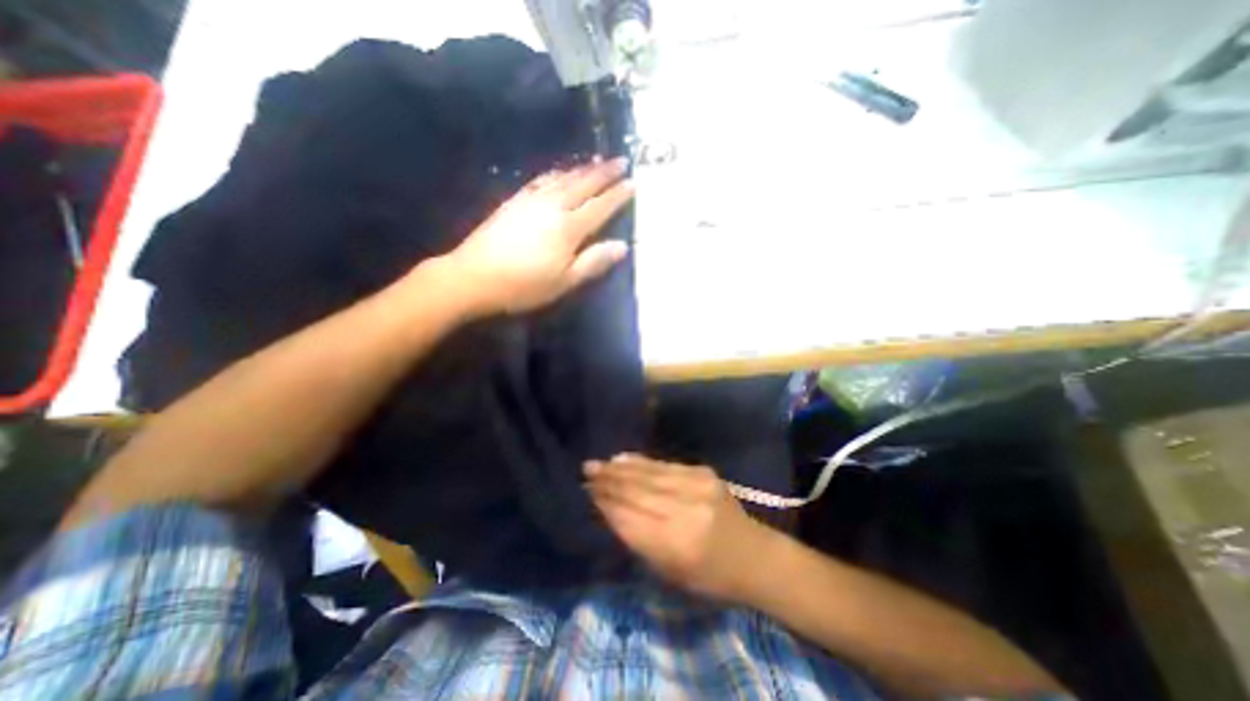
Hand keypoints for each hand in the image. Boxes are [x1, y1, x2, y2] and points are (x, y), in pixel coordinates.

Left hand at [444, 159, 634, 314]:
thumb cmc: (524, 285)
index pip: (600, 207)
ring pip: (563, 178)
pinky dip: (556, 173)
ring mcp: (531, 200)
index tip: (633, 182)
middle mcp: (552, 206)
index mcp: (568, 228)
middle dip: (604, 172)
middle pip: (583, 184)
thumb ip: (594, 262)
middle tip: (621, 160)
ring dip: (582, 169)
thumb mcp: (564, 282)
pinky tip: (559, 172)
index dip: (617, 195)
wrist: (473, 276)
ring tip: (596, 161)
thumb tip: (622, 246)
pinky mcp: (514, 201)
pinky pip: (541, 180)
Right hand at [583, 453, 771, 600]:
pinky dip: (642, 462)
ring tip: (599, 463)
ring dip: (621, 468)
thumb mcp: (669, 571)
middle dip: (608, 481)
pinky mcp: (703, 472)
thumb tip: (609, 508)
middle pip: (637, 491)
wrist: (753, 555)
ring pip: (648, 474)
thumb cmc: (708, 576)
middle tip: (586, 470)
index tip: (586, 491)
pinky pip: (664, 465)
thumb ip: (638, 538)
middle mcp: (685, 510)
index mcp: (676, 544)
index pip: (629, 518)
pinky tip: (624, 458)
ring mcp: (696, 486)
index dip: (606, 503)